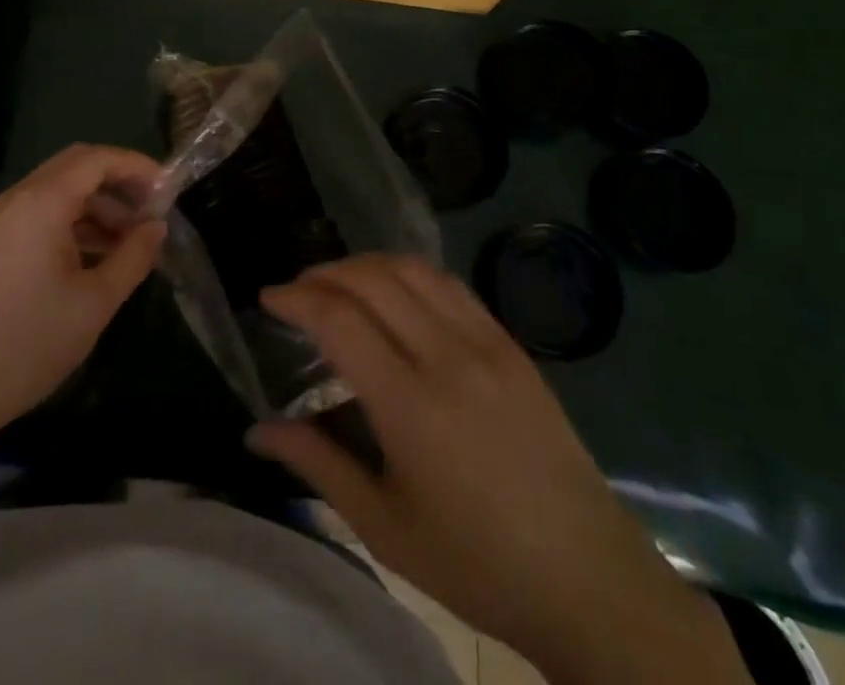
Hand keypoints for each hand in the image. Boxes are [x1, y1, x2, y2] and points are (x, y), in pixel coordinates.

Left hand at [0, 144, 165, 447]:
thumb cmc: (29, 343)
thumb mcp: (95, 301)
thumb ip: (133, 256)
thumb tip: (157, 227)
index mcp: (41, 203)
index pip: (97, 159)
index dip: (136, 166)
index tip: (168, 189)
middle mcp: (17, 198)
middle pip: (77, 166)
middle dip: (118, 181)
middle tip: (152, 208)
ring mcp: (1, 219)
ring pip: (59, 190)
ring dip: (98, 204)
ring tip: (131, 240)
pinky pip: (42, 213)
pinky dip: (75, 221)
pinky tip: (98, 254)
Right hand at [249, 256, 748, 684]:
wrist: (588, 581)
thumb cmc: (477, 565)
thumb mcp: (384, 527)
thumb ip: (318, 465)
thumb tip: (257, 432)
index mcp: (410, 405)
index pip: (339, 320)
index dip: (296, 298)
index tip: (268, 297)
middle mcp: (447, 357)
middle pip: (372, 280)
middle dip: (324, 273)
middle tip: (297, 290)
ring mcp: (486, 343)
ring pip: (412, 270)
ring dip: (366, 264)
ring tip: (338, 282)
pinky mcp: (511, 344)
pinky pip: (450, 285)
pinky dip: (410, 273)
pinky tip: (395, 291)